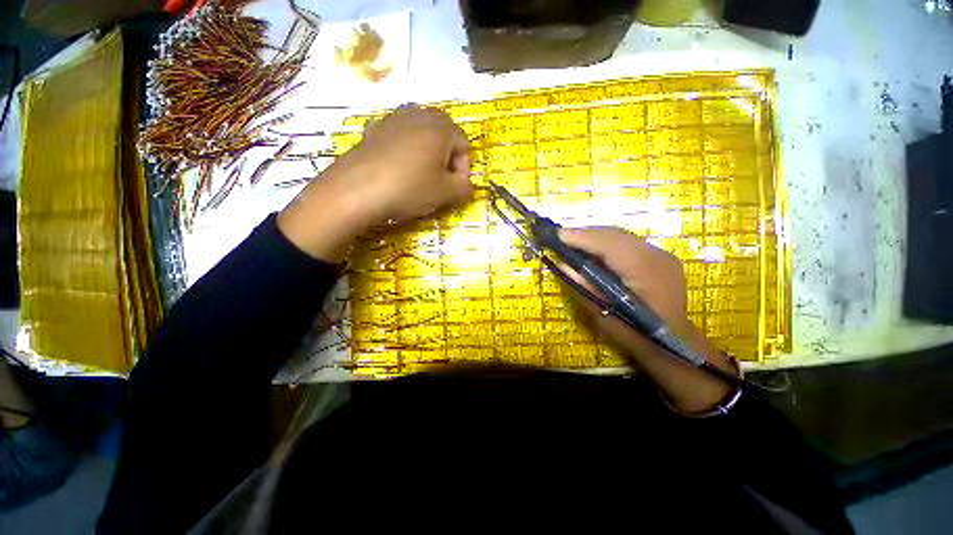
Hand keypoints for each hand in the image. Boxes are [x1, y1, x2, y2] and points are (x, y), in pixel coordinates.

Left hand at [278, 106, 471, 260]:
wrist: (357, 189)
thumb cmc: (410, 188)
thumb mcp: (446, 194)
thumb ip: (464, 187)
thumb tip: (465, 183)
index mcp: (441, 127)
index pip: (463, 144)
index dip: (463, 169)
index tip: (455, 188)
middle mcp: (418, 114)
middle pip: (442, 134)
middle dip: (445, 157)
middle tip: (440, 180)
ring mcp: (392, 119)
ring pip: (419, 133)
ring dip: (425, 153)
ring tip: (419, 175)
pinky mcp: (373, 129)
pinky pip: (397, 137)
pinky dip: (403, 150)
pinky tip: (396, 168)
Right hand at [559, 227, 735, 411]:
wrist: (672, 343)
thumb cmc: (636, 334)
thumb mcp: (604, 314)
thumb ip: (583, 286)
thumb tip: (562, 264)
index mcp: (646, 272)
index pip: (609, 244)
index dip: (581, 237)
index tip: (557, 235)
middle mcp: (657, 256)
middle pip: (614, 234)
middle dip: (585, 233)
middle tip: (561, 237)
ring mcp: (661, 254)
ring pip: (620, 235)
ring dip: (594, 237)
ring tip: (572, 242)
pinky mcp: (659, 257)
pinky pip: (626, 242)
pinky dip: (605, 243)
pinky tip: (592, 250)